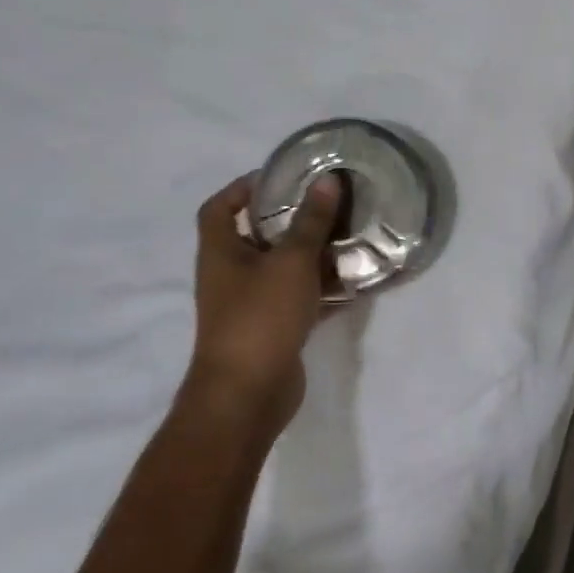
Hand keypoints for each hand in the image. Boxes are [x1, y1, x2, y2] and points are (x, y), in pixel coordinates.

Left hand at [188, 172, 340, 429]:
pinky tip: (355, 283)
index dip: (243, 187)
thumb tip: (327, 179)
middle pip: (256, 236)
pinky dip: (322, 290)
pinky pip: (300, 299)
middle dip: (290, 219)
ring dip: (311, 255)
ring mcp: (251, 305)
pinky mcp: (273, 330)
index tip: (281, 177)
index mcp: (221, 253)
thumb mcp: (291, 262)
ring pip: (283, 269)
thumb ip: (311, 221)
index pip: (218, 208)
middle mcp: (230, 276)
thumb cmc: (260, 318)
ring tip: (348, 237)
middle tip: (327, 204)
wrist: (247, 396)